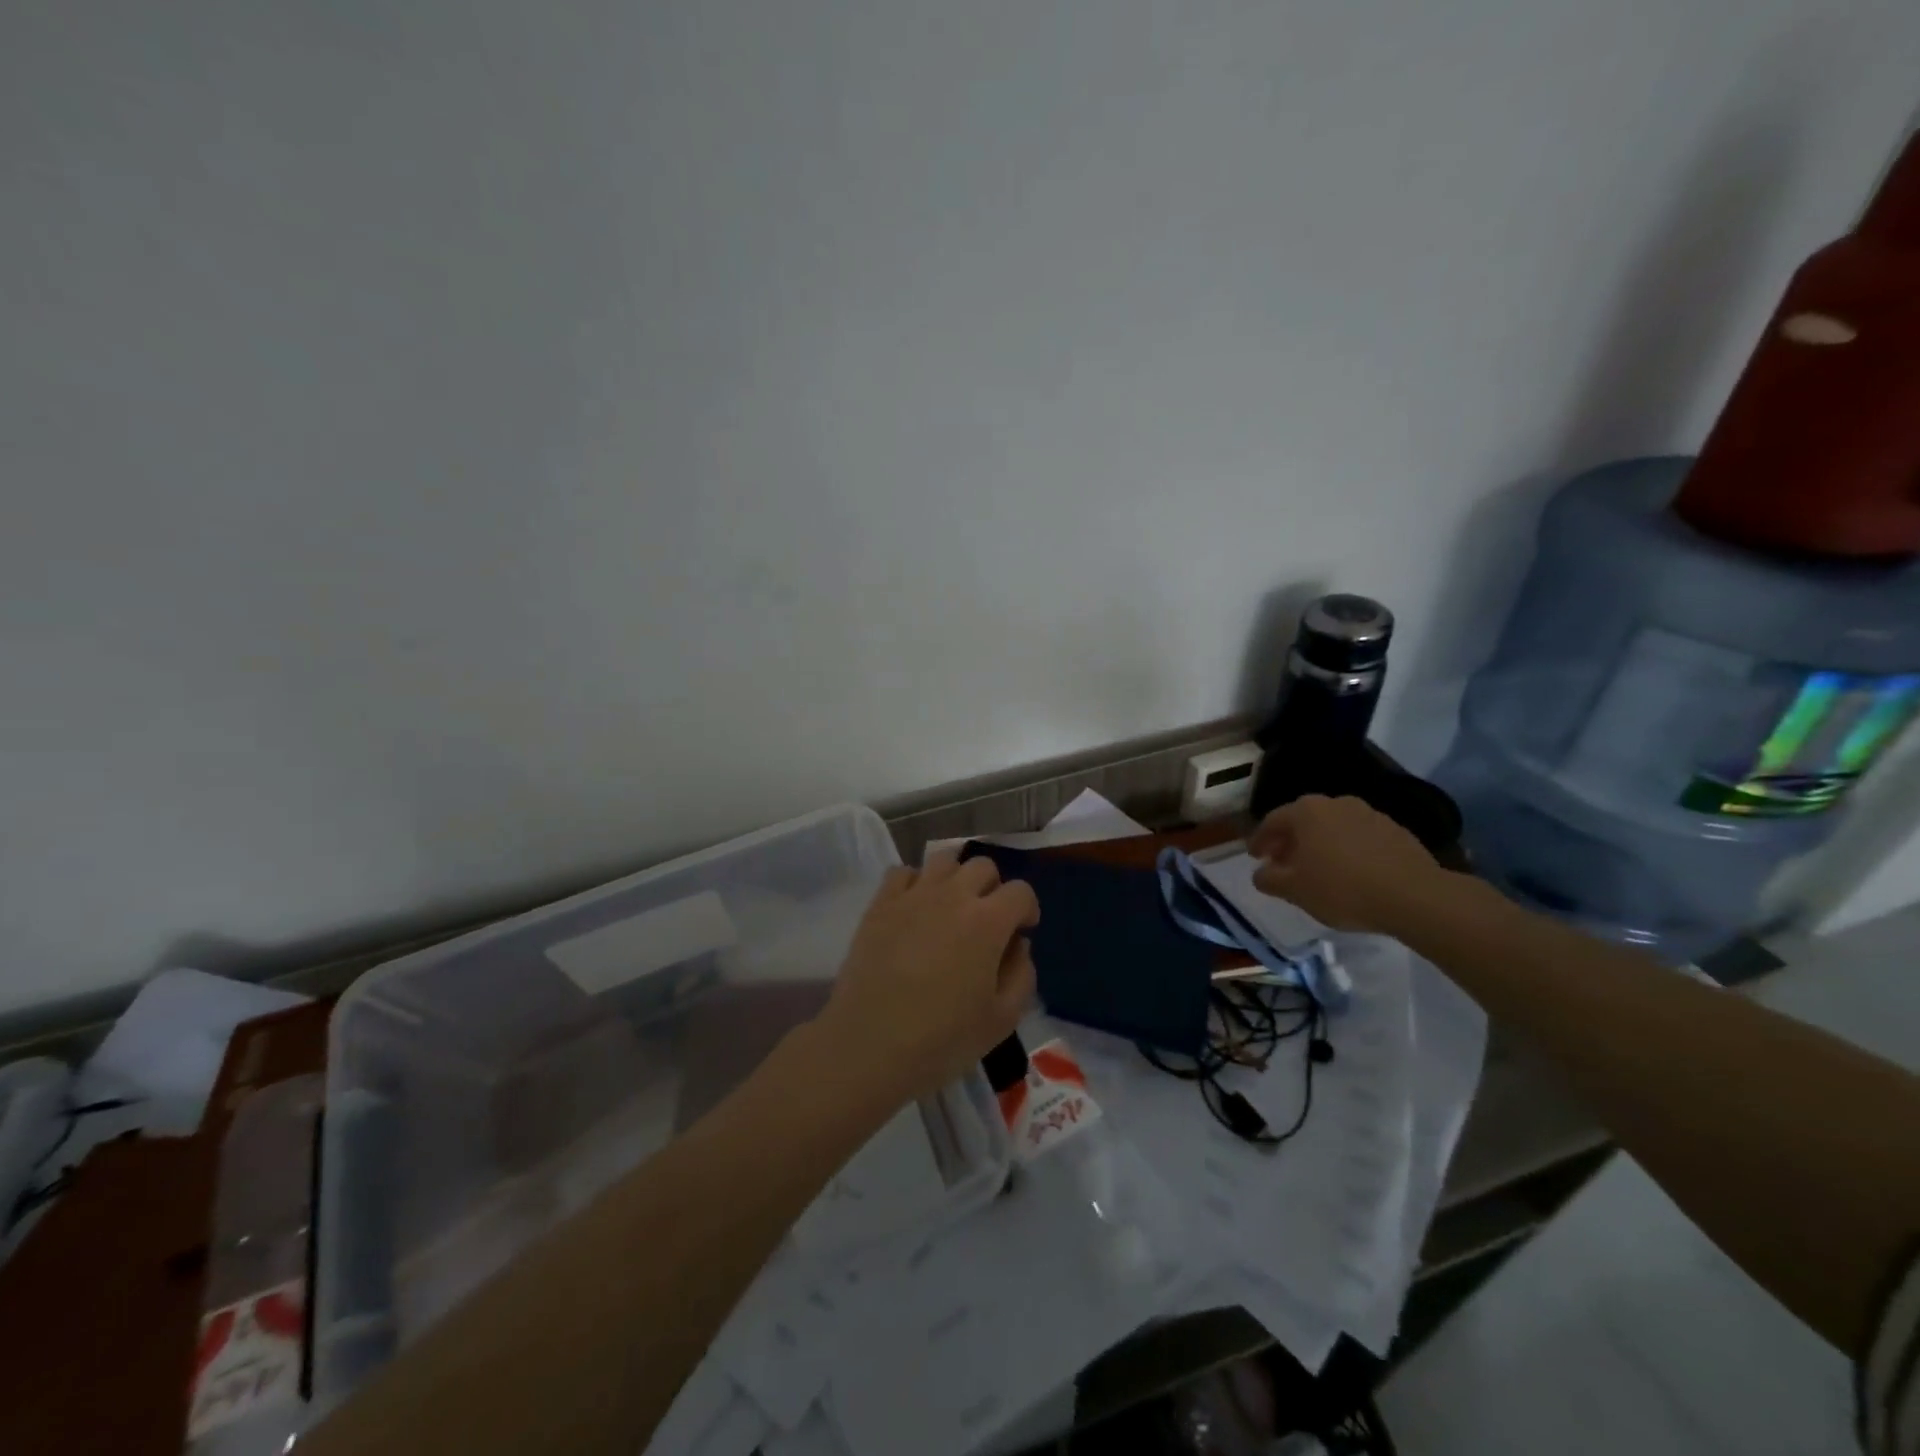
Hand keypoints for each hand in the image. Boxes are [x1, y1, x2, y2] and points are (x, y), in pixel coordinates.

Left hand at [819, 854, 1039, 1102]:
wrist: (869, 1044)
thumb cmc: (942, 1039)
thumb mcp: (1002, 1019)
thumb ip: (1022, 975)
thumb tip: (1018, 945)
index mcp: (988, 921)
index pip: (1020, 891)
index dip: (1026, 909)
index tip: (1020, 932)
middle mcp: (952, 896)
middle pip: (983, 866)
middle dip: (993, 889)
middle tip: (986, 921)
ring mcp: (913, 895)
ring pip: (943, 860)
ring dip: (955, 878)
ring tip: (950, 908)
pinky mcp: (880, 904)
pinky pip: (902, 872)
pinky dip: (915, 883)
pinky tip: (914, 910)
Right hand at [1248, 795, 1451, 934]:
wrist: (1414, 896)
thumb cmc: (1342, 889)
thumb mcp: (1294, 890)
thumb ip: (1269, 879)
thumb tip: (1260, 873)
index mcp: (1306, 811)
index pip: (1272, 821)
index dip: (1260, 840)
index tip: (1255, 857)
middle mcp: (1336, 803)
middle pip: (1304, 821)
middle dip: (1291, 841)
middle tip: (1283, 862)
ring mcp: (1369, 814)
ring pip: (1333, 827)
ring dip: (1321, 844)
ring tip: (1319, 870)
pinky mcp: (1396, 830)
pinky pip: (1360, 838)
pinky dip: (1348, 850)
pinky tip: (1352, 873)